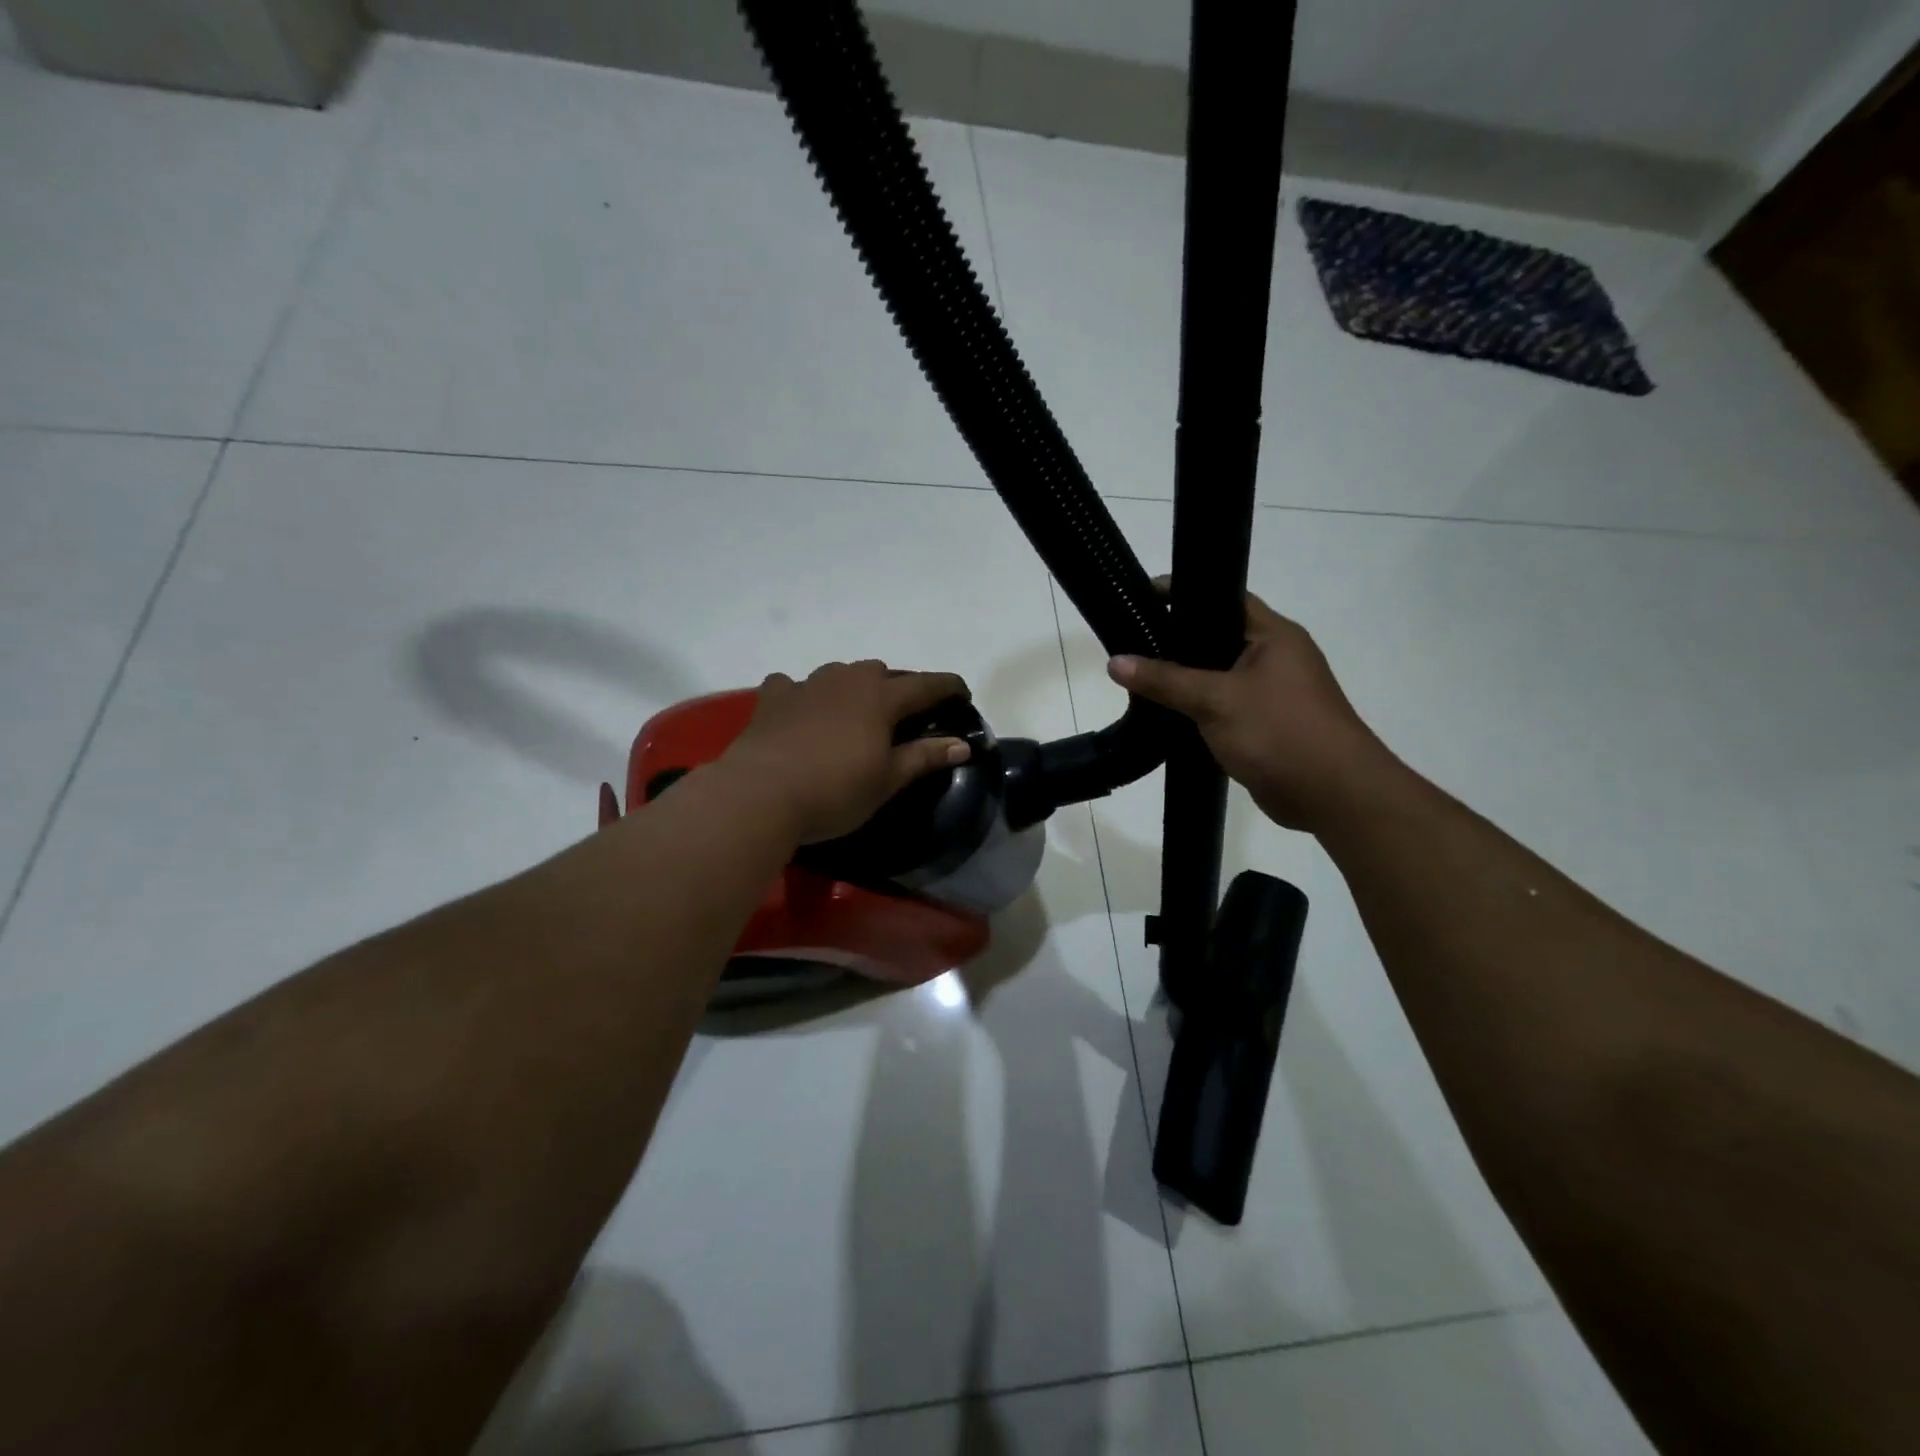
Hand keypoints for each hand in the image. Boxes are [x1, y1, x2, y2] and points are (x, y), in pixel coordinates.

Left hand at [723, 661, 972, 844]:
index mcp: (881, 697)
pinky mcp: (773, 698)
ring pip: (840, 673)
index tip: (963, 693)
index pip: (926, 685)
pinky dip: (803, 693)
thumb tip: (962, 744)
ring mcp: (806, 685)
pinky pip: (793, 685)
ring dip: (853, 687)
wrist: (760, 793)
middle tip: (904, 713)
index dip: (948, 687)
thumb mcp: (887, 780)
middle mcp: (846, 680)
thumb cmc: (835, 790)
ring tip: (855, 710)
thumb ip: (924, 757)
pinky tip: (801, 708)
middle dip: (898, 687)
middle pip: (881, 672)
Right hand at [1108, 592, 1395, 832]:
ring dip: (1185, 678)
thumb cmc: (1280, 732)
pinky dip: (1196, 707)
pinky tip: (1164, 712)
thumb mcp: (1216, 700)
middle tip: (1131, 640)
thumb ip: (1165, 680)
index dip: (1183, 594)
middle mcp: (1275, 657)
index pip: (1224, 598)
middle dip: (1176, 640)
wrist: (1332, 795)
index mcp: (1274, 635)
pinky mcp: (1264, 724)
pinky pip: (1222, 705)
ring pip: (1218, 675)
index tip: (1141, 597)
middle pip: (1217, 637)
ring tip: (1138, 675)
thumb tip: (1115, 661)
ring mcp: (1271, 692)